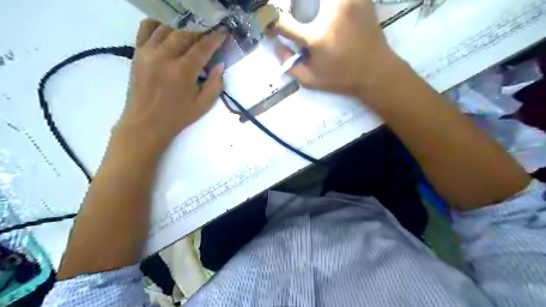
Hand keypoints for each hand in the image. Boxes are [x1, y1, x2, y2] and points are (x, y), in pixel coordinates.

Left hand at [114, 20, 225, 152]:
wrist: (145, 124)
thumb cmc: (177, 117)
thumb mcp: (203, 105)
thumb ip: (215, 85)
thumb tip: (220, 65)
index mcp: (183, 71)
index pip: (202, 47)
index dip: (215, 38)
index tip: (223, 32)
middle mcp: (164, 56)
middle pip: (185, 34)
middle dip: (200, 33)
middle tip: (208, 37)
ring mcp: (148, 52)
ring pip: (167, 29)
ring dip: (182, 30)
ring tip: (190, 37)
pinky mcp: (137, 53)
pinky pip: (146, 29)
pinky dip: (158, 25)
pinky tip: (167, 31)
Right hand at [272, 0, 399, 97]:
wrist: (376, 72)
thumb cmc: (341, 79)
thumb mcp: (310, 81)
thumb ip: (288, 64)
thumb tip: (275, 43)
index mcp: (315, 37)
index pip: (281, 21)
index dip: (270, 22)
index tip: (270, 26)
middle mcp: (329, 12)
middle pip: (298, 1)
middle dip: (289, 8)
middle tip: (293, 21)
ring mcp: (346, 1)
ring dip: (307, 6)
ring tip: (310, 20)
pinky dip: (326, 5)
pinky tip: (326, 15)